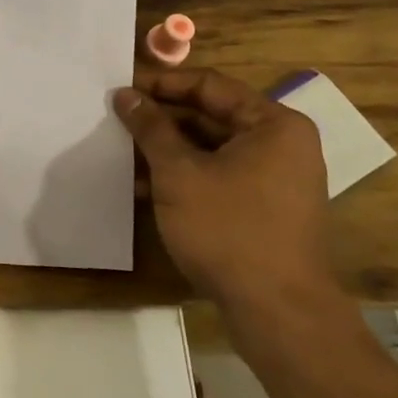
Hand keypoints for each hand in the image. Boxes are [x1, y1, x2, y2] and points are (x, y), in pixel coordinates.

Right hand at [113, 68, 337, 321]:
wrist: (278, 313)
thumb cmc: (229, 229)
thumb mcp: (179, 173)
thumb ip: (151, 128)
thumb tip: (126, 95)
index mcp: (272, 124)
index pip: (209, 85)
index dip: (162, 84)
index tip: (121, 88)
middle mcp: (281, 144)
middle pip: (211, 115)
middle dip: (161, 120)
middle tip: (116, 118)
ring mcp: (275, 179)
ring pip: (210, 149)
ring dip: (167, 150)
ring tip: (120, 152)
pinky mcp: (264, 208)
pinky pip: (218, 176)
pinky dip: (184, 176)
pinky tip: (142, 187)